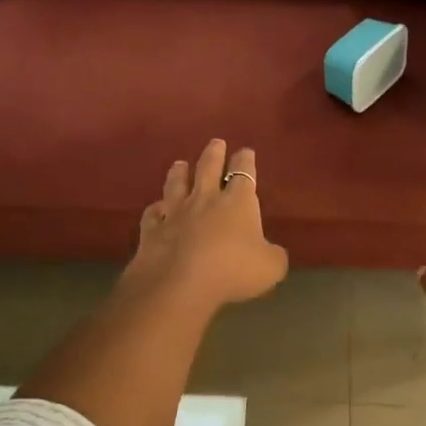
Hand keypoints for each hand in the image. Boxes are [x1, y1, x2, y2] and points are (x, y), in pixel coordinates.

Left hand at [125, 139, 288, 312]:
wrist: (180, 284)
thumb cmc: (232, 270)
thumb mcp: (270, 267)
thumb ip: (273, 256)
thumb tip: (271, 253)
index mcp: (237, 202)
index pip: (243, 173)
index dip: (245, 161)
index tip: (245, 151)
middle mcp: (205, 199)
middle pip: (208, 168)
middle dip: (214, 153)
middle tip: (216, 142)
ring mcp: (175, 212)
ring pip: (177, 184)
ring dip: (179, 172)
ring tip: (180, 163)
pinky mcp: (152, 229)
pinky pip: (153, 213)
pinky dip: (155, 208)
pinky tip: (156, 207)